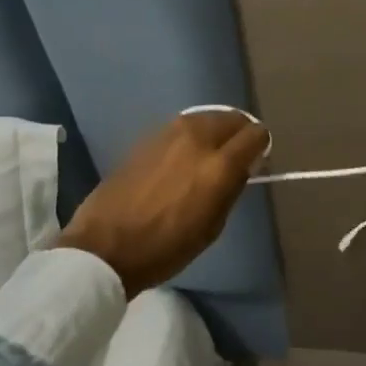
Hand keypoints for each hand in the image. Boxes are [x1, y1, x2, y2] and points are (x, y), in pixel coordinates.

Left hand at [60, 111, 269, 296]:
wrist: (104, 247)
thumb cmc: (165, 248)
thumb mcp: (212, 227)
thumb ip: (232, 188)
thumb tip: (243, 166)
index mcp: (219, 165)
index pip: (256, 134)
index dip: (261, 146)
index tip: (256, 160)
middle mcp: (197, 139)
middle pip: (232, 118)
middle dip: (239, 133)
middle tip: (234, 156)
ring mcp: (169, 133)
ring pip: (206, 118)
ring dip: (214, 131)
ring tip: (208, 155)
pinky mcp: (147, 137)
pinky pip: (181, 127)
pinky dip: (190, 136)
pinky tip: (181, 158)